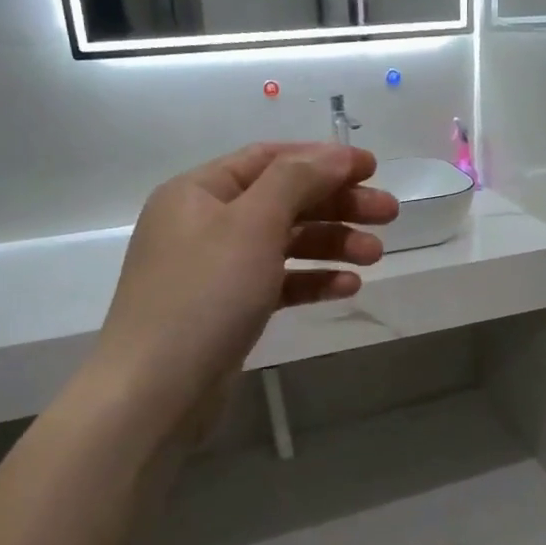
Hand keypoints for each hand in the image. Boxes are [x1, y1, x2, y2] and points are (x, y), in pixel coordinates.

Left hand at [79, 143, 397, 435]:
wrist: (156, 391)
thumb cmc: (204, 295)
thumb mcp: (252, 224)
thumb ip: (297, 180)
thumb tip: (336, 153)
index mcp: (199, 191)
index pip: (269, 159)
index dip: (323, 159)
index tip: (372, 167)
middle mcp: (206, 223)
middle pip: (283, 200)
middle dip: (337, 203)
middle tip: (389, 213)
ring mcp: (217, 269)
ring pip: (285, 243)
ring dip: (333, 243)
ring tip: (377, 255)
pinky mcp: (230, 309)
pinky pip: (279, 282)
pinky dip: (313, 280)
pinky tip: (348, 286)